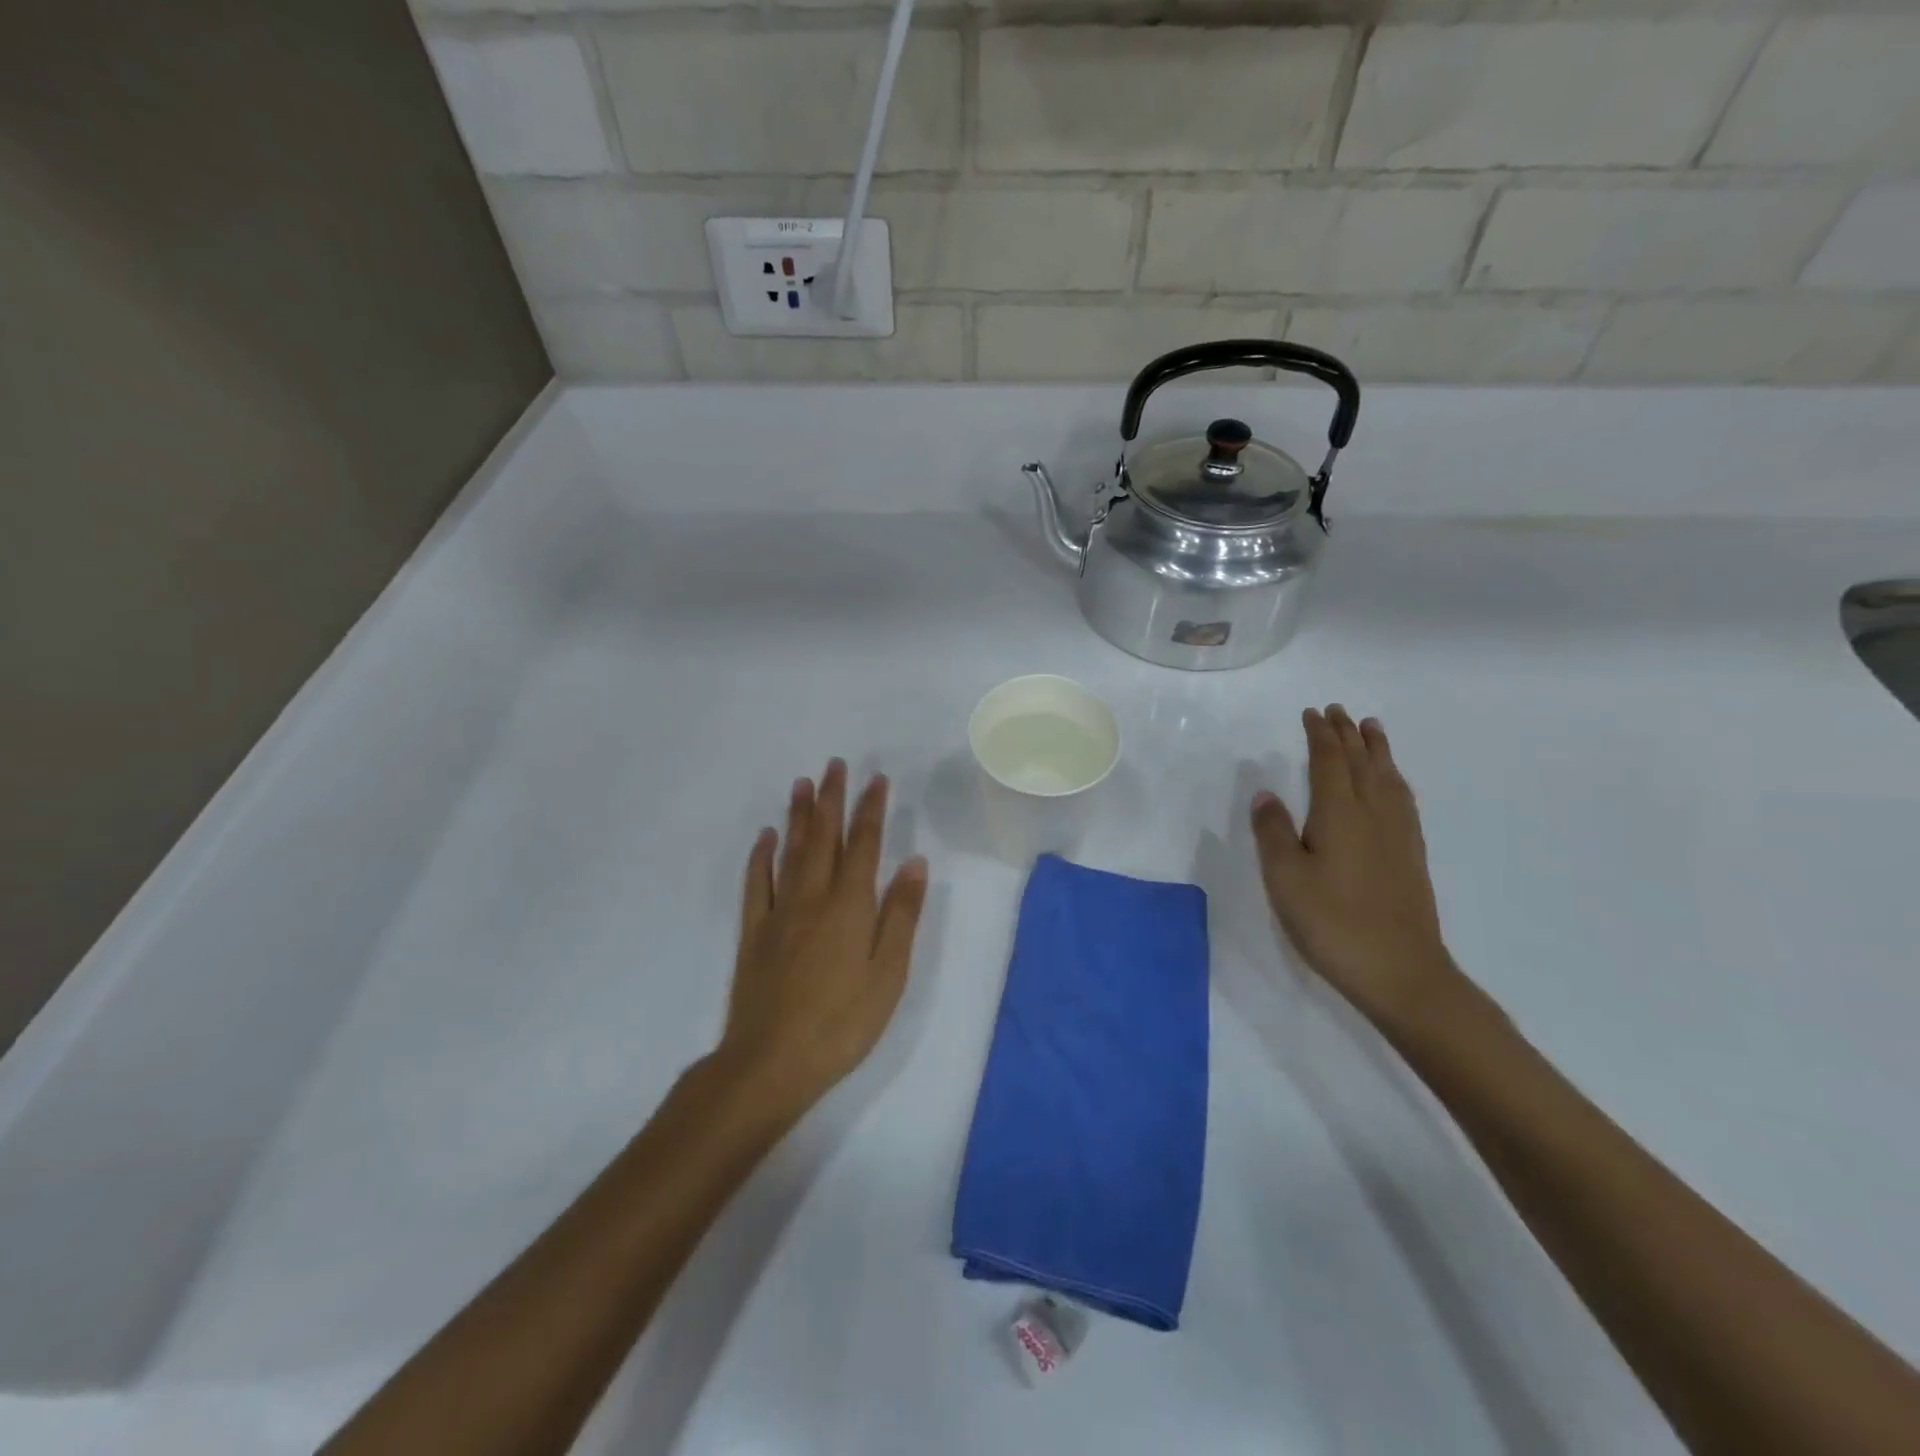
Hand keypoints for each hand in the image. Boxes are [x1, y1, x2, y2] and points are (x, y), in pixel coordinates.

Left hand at [716, 759, 928, 1113]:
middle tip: (835, 764)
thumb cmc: (842, 1023)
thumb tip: (913, 862)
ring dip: (798, 815)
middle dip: (832, 798)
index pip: (864, 845)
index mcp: (850, 906)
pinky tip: (766, 837)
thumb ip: (901, 916)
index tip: (876, 779)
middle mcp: (813, 897)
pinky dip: (762, 855)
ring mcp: (779, 912)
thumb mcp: (888, 975)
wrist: (771, 1062)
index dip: (870, 809)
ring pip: (791, 851)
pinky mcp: (753, 932)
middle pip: (824, 837)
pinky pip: (757, 882)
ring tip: (802, 783)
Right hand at [1251, 706, 1459, 1029]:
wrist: (1400, 971)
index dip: (1320, 735)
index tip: (1312, 713)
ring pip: (1388, 777)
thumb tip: (1266, 794)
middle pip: (1361, 762)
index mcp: (1339, 813)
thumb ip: (1273, 832)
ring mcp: (1398, 834)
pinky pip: (1403, 799)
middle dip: (1348, 734)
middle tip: (1338, 711)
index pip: (1329, 761)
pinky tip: (1392, 785)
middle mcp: (1373, 814)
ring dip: (1377, 750)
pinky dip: (1393, 779)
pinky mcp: (1411, 856)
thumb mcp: (1285, 878)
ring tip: (1371, 730)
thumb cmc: (1332, 922)